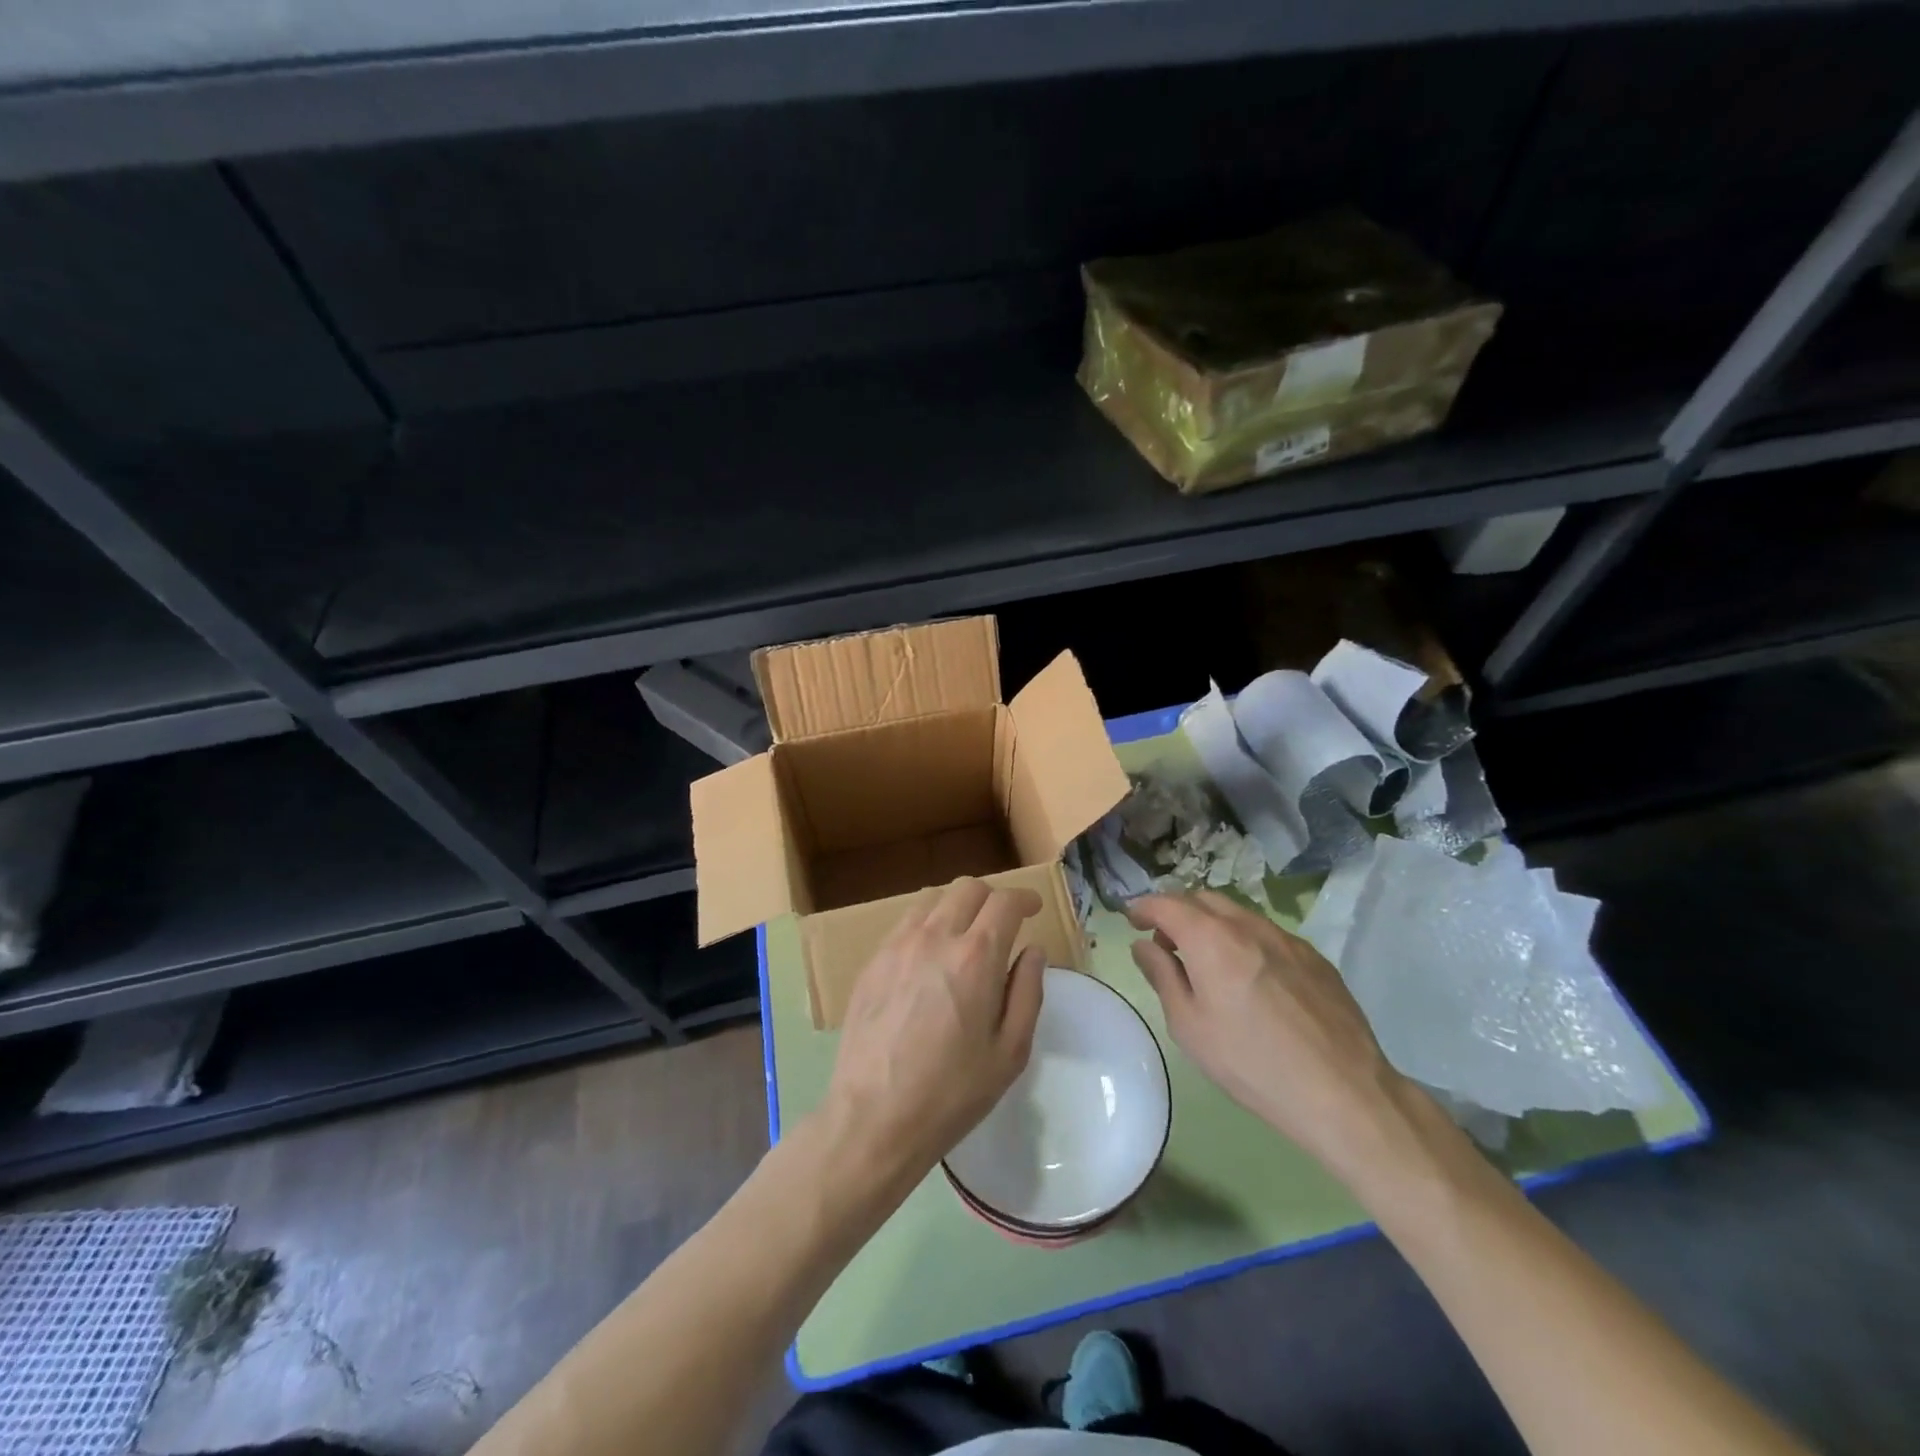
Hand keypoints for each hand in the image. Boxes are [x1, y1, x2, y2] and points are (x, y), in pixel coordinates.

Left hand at [822, 878, 1045, 1187]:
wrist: (873, 1117)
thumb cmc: (952, 1093)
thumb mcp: (1010, 1052)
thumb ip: (1027, 992)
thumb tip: (1032, 951)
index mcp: (976, 957)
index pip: (1004, 902)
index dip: (1024, 898)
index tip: (1033, 908)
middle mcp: (935, 937)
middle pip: (967, 887)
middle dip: (992, 897)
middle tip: (1002, 922)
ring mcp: (897, 945)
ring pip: (933, 899)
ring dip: (957, 906)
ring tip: (965, 935)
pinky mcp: (872, 961)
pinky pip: (905, 923)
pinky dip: (927, 924)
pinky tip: (929, 955)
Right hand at [1127, 890, 1408, 1177]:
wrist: (1343, 1091)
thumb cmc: (1251, 1063)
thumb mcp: (1189, 1026)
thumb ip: (1162, 976)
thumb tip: (1142, 945)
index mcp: (1211, 939)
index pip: (1167, 904)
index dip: (1143, 906)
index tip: (1131, 918)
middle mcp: (1248, 925)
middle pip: (1202, 899)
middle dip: (1177, 911)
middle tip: (1165, 942)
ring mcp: (1286, 937)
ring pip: (1237, 913)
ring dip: (1211, 924)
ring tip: (1206, 960)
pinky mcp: (1314, 956)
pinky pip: (1267, 933)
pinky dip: (1243, 939)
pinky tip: (1249, 977)